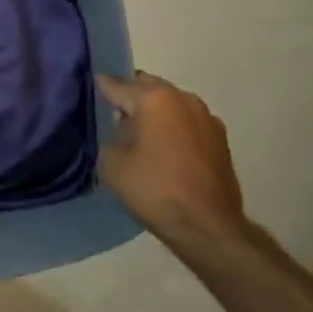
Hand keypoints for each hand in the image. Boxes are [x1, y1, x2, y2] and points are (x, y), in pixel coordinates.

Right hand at [97, 72, 247, 247]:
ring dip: (155, 111)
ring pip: (171, 102)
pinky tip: (166, 147)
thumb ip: (110, 136)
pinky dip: (174, 127)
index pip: (118, 85)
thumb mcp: (111, 164)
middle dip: (131, 95)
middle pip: (148, 86)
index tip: (91, 86)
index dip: (101, 86)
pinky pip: (187, 121)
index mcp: (154, 99)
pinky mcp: (220, 138)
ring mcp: (206, 116)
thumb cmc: (155, 189)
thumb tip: (121, 130)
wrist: (208, 226)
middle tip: (114, 112)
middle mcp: (182, 98)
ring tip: (141, 132)